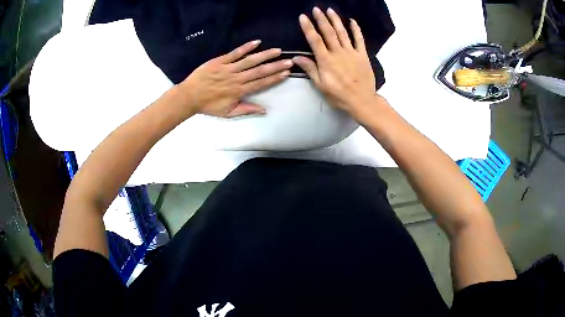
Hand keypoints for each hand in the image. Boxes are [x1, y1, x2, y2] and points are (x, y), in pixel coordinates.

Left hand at [175, 40, 292, 117]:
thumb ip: (246, 110)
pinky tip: (257, 42)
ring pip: (250, 60)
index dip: (274, 78)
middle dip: (275, 66)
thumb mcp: (228, 113)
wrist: (190, 96)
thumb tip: (264, 110)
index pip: (261, 83)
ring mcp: (229, 68)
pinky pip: (235, 53)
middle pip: (259, 71)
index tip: (286, 73)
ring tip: (277, 51)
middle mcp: (237, 78)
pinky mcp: (220, 61)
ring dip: (265, 55)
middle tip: (289, 61)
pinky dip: (246, 47)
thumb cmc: (208, 106)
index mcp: (240, 91)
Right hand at [293, 7, 387, 119]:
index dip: (308, 27)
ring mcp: (351, 52)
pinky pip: (359, 40)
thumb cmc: (339, 95)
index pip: (315, 40)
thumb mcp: (321, 85)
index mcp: (326, 60)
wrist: (362, 101)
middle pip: (328, 32)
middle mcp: (338, 53)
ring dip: (335, 20)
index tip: (303, 17)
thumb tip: (296, 57)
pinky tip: (352, 21)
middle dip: (321, 19)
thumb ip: (310, 69)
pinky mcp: (362, 55)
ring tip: (330, 10)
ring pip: (342, 33)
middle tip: (316, 8)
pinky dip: (356, 29)